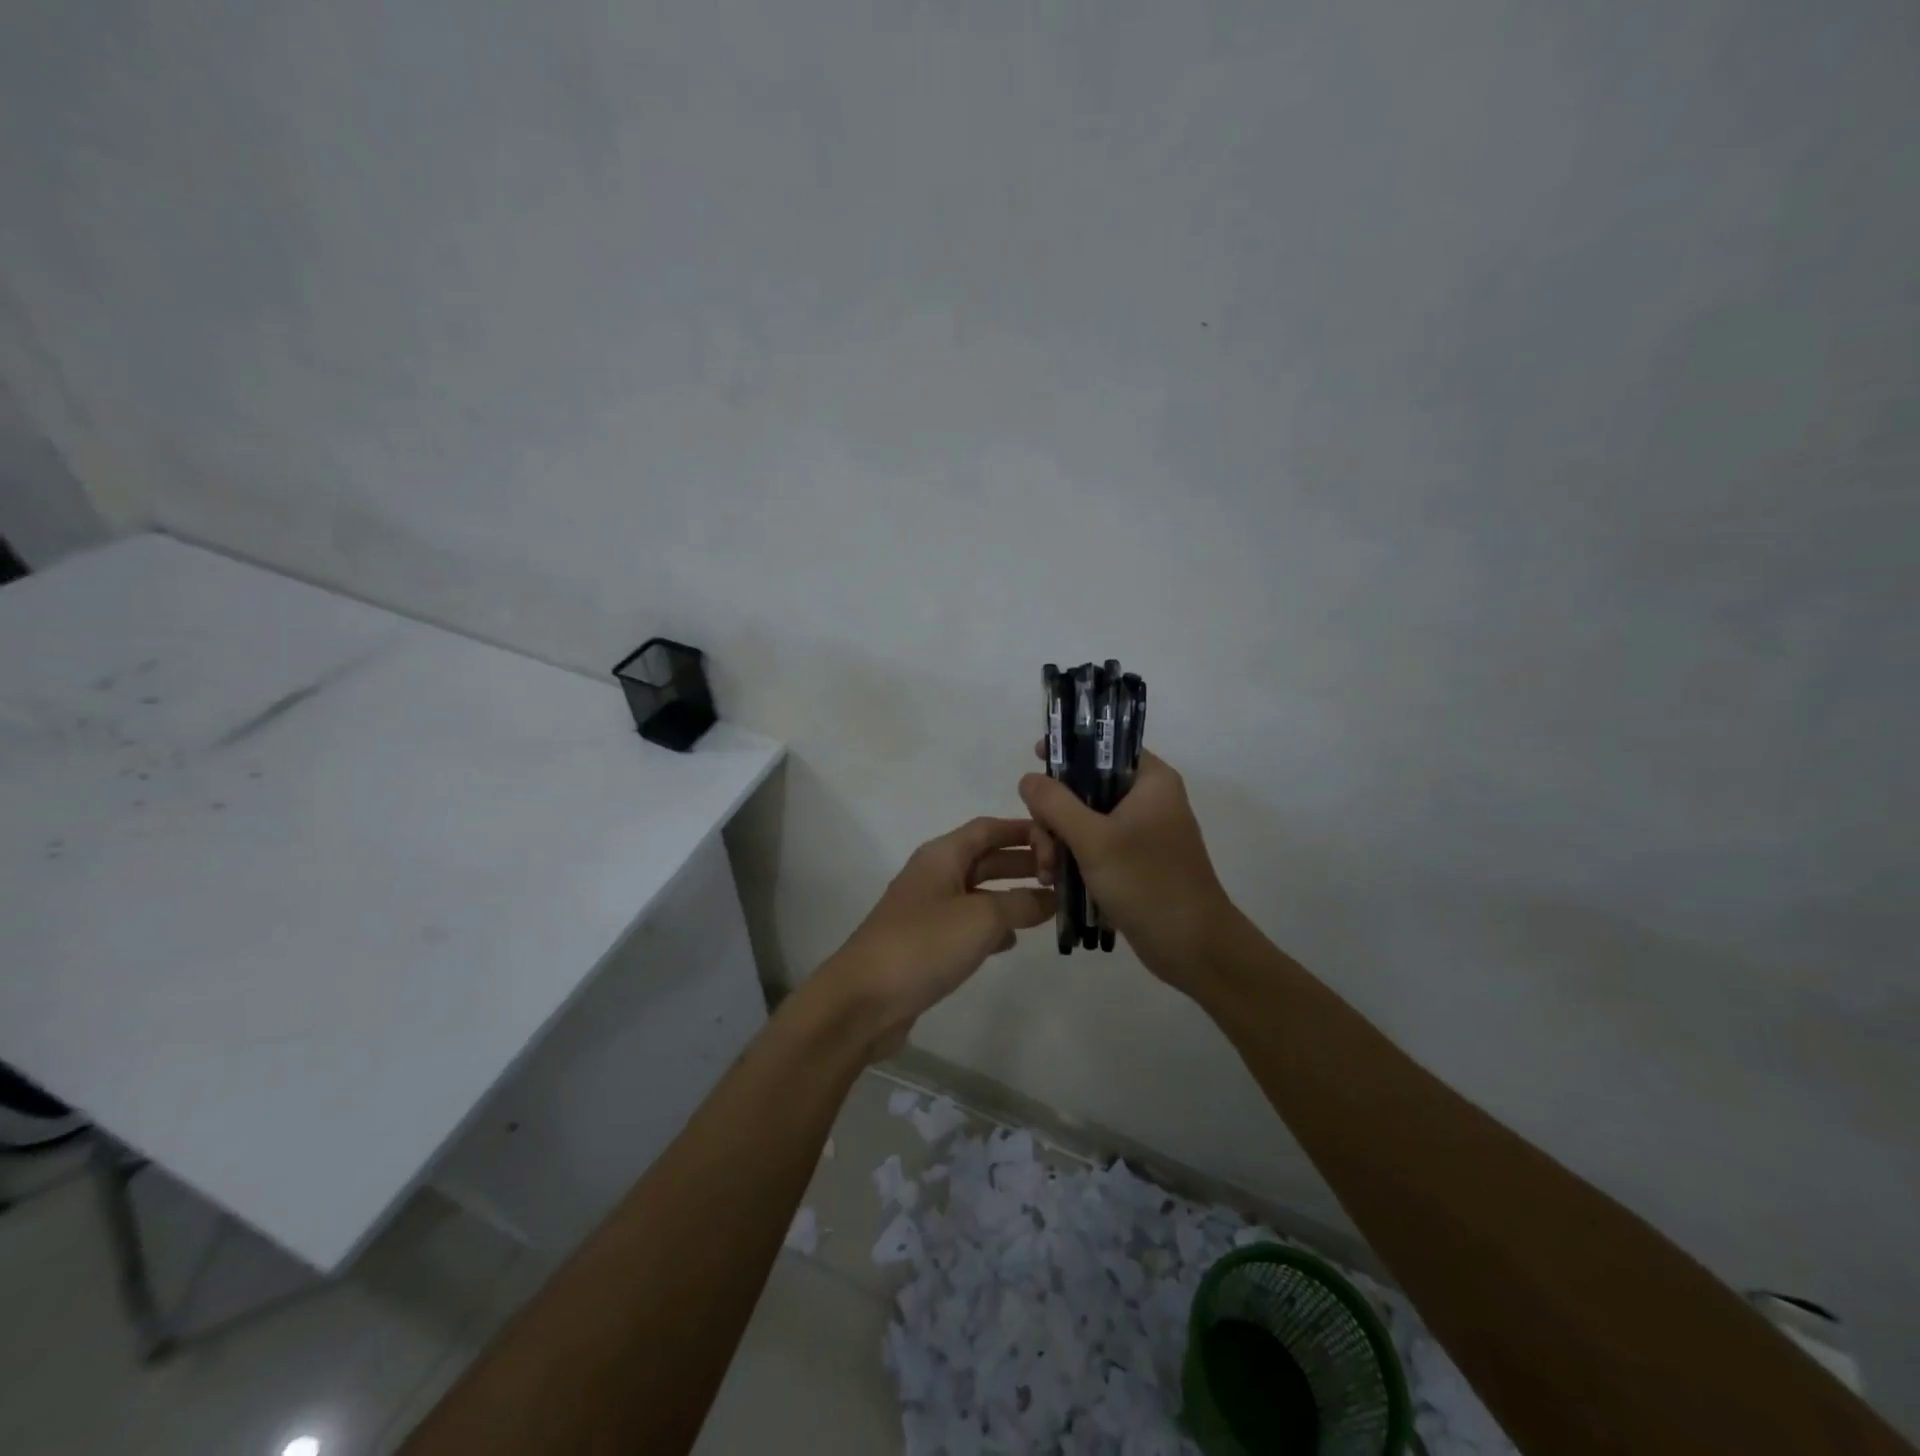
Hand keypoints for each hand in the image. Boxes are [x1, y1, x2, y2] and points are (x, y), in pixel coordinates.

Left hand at [816, 817, 1054, 1060]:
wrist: (864, 1000)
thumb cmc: (924, 945)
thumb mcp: (981, 918)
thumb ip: (1020, 903)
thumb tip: (1051, 898)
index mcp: (942, 856)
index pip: (988, 828)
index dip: (1023, 829)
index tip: (1060, 839)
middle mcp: (933, 875)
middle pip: (985, 858)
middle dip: (1022, 863)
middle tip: (1064, 876)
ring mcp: (927, 910)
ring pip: (978, 893)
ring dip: (1010, 896)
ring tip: (1048, 907)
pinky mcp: (925, 943)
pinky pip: (966, 924)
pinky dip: (991, 926)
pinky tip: (1011, 942)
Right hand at [1019, 749, 1232, 991]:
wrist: (1193, 947)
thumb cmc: (1148, 883)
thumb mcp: (1094, 839)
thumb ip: (1056, 804)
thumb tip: (1028, 778)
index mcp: (1150, 781)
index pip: (1105, 745)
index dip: (1069, 749)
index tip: (1036, 760)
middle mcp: (1147, 799)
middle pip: (1085, 786)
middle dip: (1054, 816)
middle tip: (1044, 848)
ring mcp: (1139, 832)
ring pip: (1083, 820)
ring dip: (1058, 842)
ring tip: (1049, 873)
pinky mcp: (1133, 861)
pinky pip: (1093, 846)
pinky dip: (1072, 859)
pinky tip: (1056, 882)